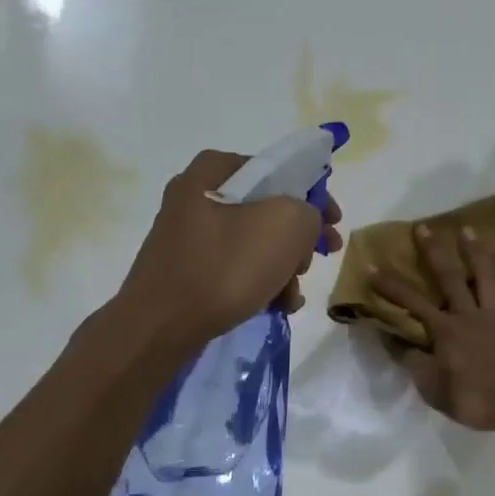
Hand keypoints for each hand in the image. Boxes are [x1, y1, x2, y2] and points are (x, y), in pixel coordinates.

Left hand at [121, 150, 342, 345]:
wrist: (160, 326)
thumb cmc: (226, 266)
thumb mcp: (287, 224)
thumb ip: (309, 210)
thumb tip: (303, 222)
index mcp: (214, 170)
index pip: (279, 170)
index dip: (315, 194)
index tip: (334, 222)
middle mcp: (196, 194)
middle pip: (268, 208)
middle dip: (299, 238)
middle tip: (317, 259)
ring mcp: (187, 233)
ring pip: (254, 241)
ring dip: (283, 266)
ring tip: (293, 295)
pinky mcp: (185, 268)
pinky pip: (234, 266)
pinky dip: (259, 281)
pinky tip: (276, 305)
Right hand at [372, 226, 494, 432]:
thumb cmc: (478, 398)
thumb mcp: (435, 390)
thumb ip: (414, 364)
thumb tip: (394, 341)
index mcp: (446, 332)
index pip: (412, 304)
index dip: (392, 287)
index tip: (373, 268)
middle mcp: (471, 315)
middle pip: (450, 278)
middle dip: (434, 252)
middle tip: (423, 227)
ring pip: (487, 276)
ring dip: (476, 252)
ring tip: (468, 230)